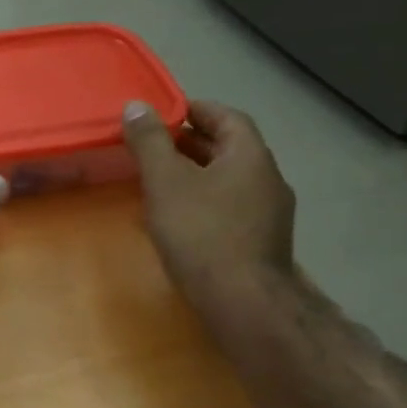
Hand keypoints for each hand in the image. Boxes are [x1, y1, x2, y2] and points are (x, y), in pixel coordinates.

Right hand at [121, 98, 296, 315]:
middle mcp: (268, 178)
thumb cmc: (201, 233)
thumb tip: (137, 106)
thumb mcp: (166, 181)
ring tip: (160, 180)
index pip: (227, 117)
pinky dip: (205, 201)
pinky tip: (180, 218)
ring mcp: (270, 213)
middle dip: (191, 143)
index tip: (164, 113)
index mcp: (250, 155)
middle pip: (229, 148)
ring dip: (197, 174)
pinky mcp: (262, 242)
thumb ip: (150, 142)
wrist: (243, 302)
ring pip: (230, 180)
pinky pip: (231, 207)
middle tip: (154, 145)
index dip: (196, 109)